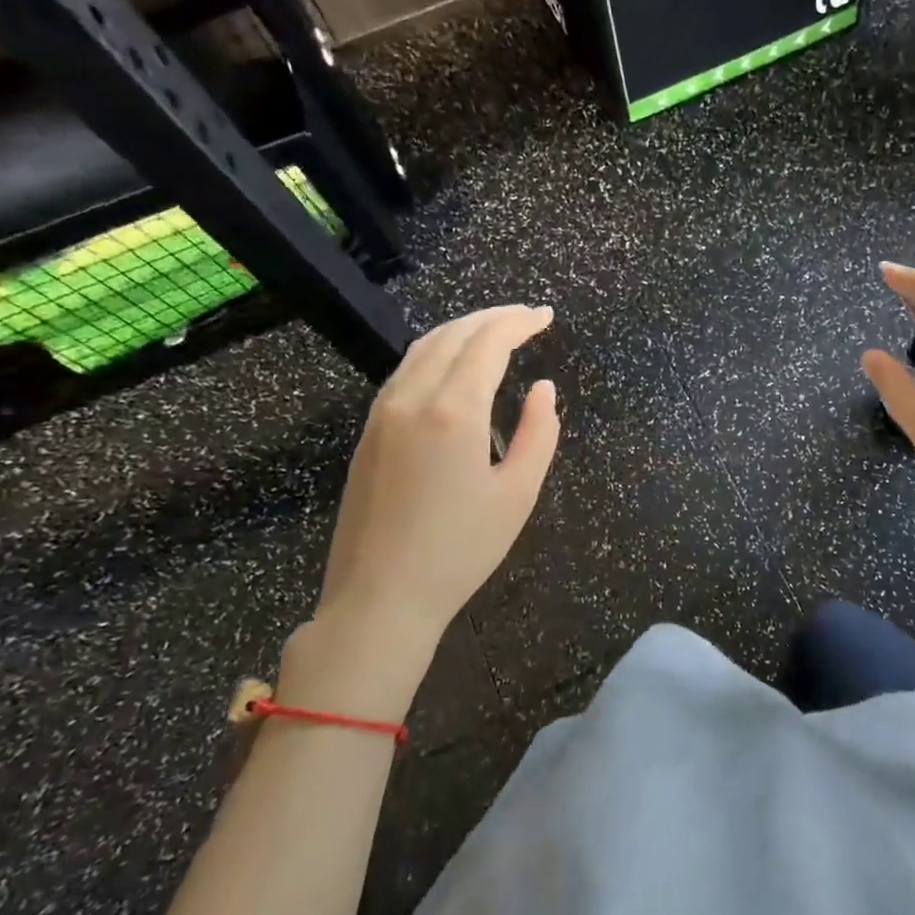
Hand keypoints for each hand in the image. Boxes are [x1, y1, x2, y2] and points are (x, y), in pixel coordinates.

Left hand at [288, 305, 559, 711]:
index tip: (546, 316)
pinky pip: (406, 371)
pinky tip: (454, 366)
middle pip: (453, 335)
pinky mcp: (369, 432)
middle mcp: (412, 398)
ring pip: (423, 348)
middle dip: (493, 318)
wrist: (379, 598)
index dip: (519, 323)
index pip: (488, 343)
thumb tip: (542, 388)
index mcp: (453, 411)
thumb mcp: (518, 494)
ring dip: (462, 330)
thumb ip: (539, 432)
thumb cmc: (460, 551)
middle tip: (527, 317)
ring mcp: (383, 413)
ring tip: (496, 332)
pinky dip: (437, 352)